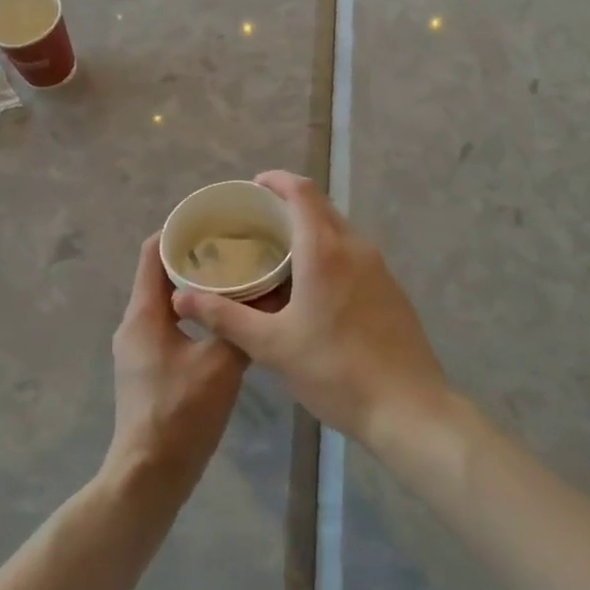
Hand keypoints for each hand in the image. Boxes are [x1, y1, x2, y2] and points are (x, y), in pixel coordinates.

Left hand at [104, 235, 248, 499]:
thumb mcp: (220, 366)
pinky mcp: (149, 369)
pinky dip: (195, 314)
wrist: (148, 477)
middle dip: (195, 257)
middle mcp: (135, 324)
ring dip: (197, 287)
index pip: (153, 252)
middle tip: (236, 246)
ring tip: (237, 277)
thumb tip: (270, 294)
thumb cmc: (180, 415)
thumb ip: (242, 327)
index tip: (213, 220)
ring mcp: (139, 348)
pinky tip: (227, 320)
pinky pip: (171, 326)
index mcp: (143, 314)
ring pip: (167, 302)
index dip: (178, 231)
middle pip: (160, 274)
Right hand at [170, 172, 451, 452]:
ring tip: (278, 253)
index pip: (302, 192)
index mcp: (325, 250)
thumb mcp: (272, 347)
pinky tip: (312, 286)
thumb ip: (225, 317)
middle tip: (256, 223)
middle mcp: (355, 247)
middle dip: (289, 204)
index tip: (252, 188)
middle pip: (321, 206)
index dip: (276, 180)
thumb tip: (181, 297)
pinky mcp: (391, 288)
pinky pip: (353, 253)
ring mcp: (379, 267)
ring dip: (310, 229)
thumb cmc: (335, 371)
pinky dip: (329, 251)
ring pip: (339, 230)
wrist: (409, 408)